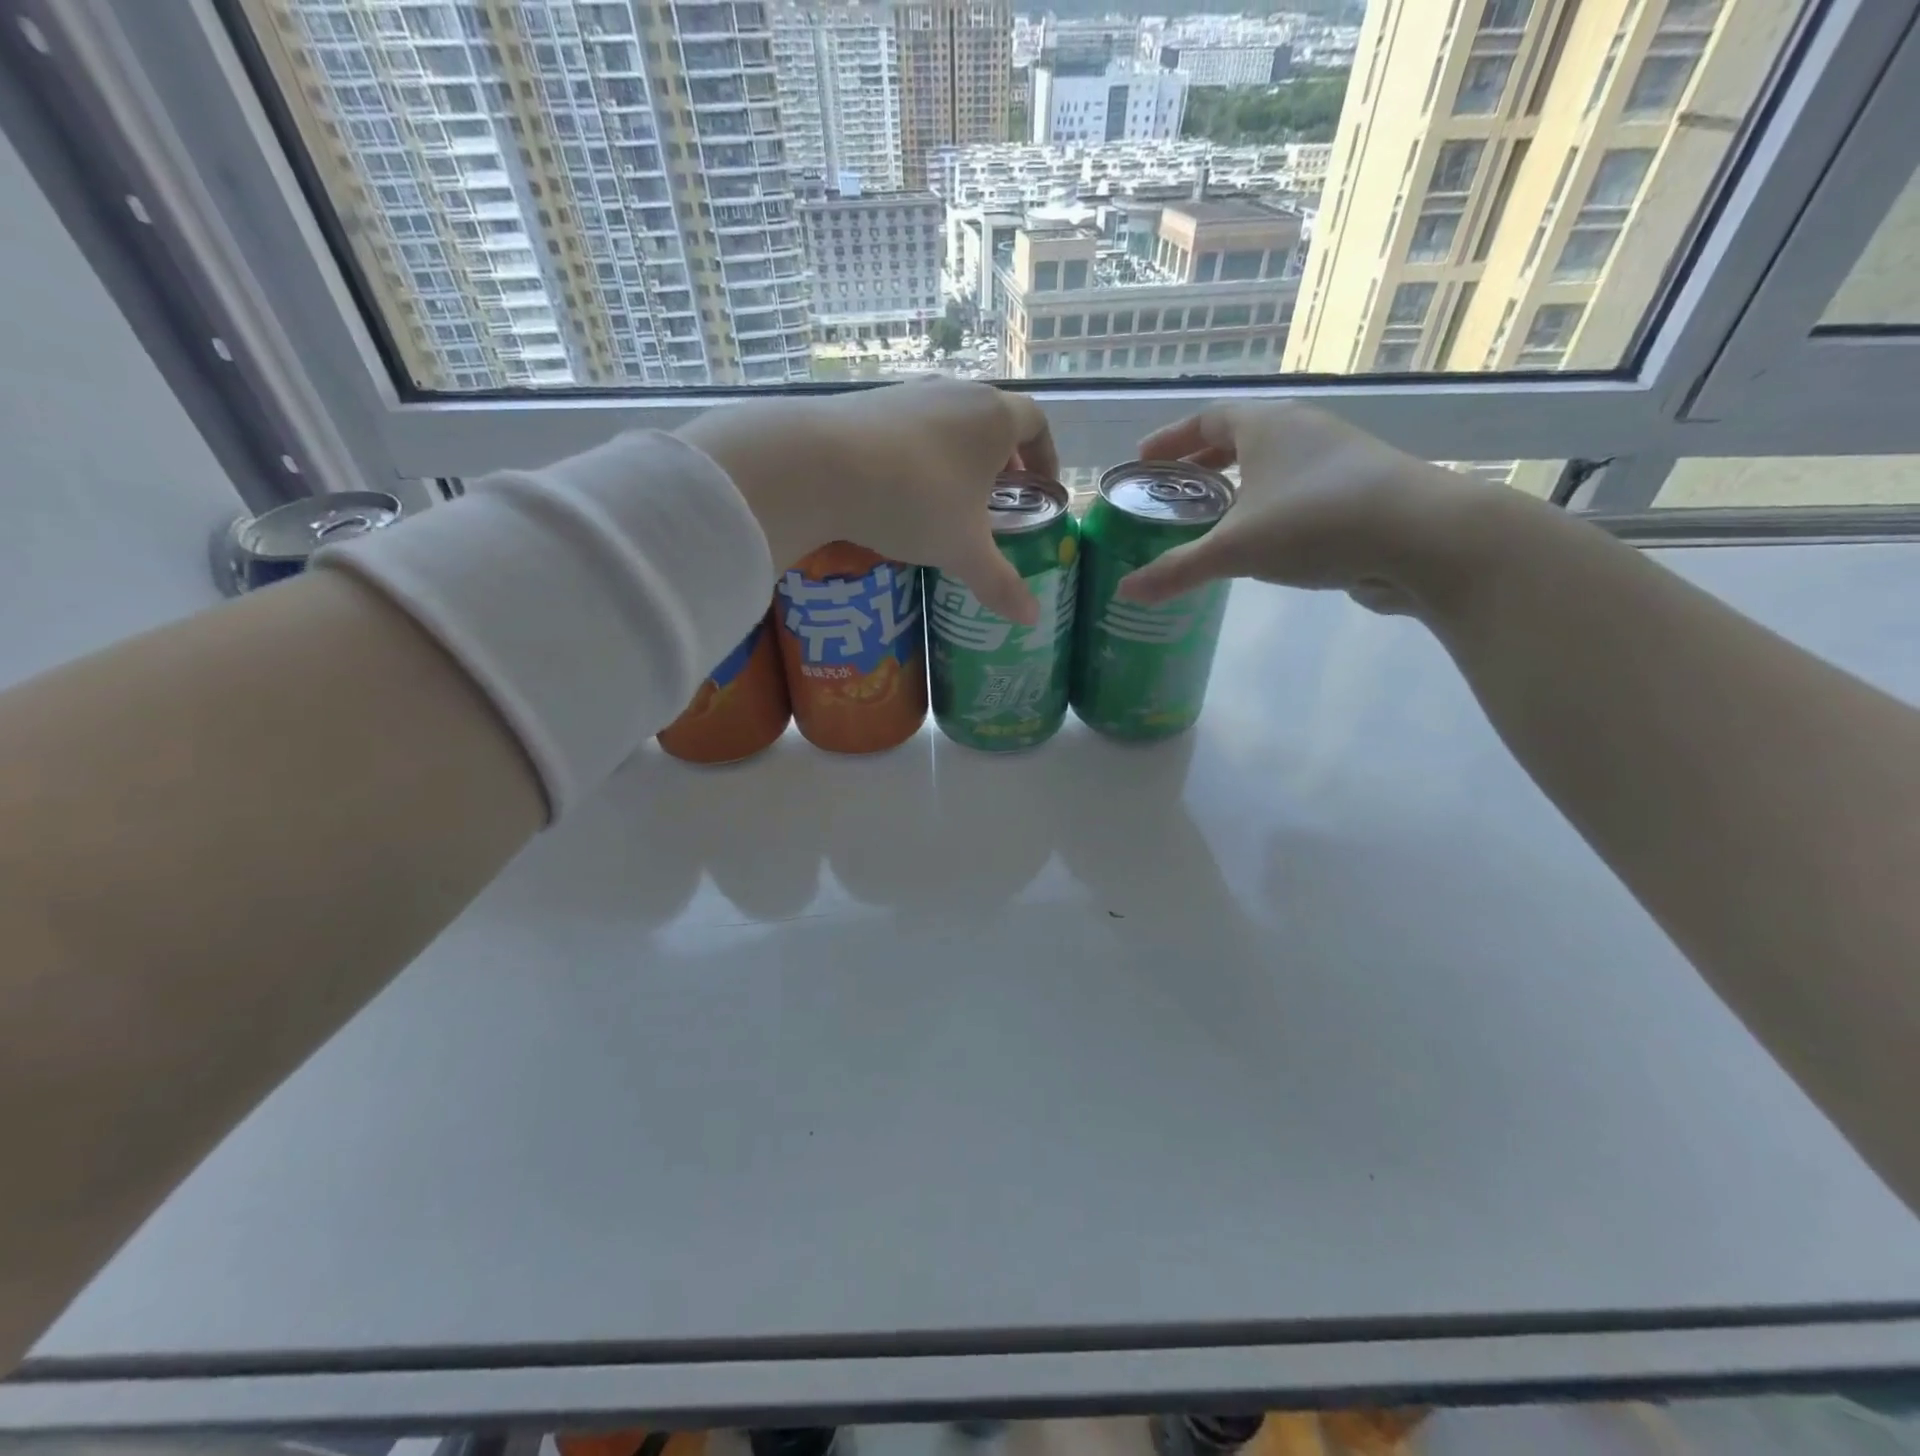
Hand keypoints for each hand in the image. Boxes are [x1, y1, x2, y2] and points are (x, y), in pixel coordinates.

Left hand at [677, 377, 1056, 623]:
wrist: (821, 465)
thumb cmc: (916, 501)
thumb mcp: (964, 550)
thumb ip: (1001, 583)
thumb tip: (1032, 619)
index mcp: (995, 418)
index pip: (1037, 423)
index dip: (1045, 456)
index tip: (1041, 487)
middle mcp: (958, 392)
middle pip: (994, 420)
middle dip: (1003, 459)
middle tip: (998, 500)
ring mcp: (911, 391)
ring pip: (950, 421)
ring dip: (960, 456)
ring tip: (950, 499)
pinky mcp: (870, 401)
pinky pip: (911, 427)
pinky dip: (920, 454)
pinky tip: (902, 490)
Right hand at [1116, 402, 1487, 616]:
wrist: (1424, 537)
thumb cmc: (1317, 523)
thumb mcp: (1235, 549)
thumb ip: (1178, 569)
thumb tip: (1124, 592)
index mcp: (1267, 426)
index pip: (1207, 419)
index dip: (1171, 438)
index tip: (1143, 460)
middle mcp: (1302, 431)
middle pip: (1240, 438)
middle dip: (1201, 465)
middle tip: (1170, 493)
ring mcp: (1337, 459)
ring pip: (1272, 465)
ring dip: (1238, 487)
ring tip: (1211, 519)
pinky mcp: (1359, 491)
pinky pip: (1297, 491)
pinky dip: (1268, 507)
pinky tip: (1261, 541)